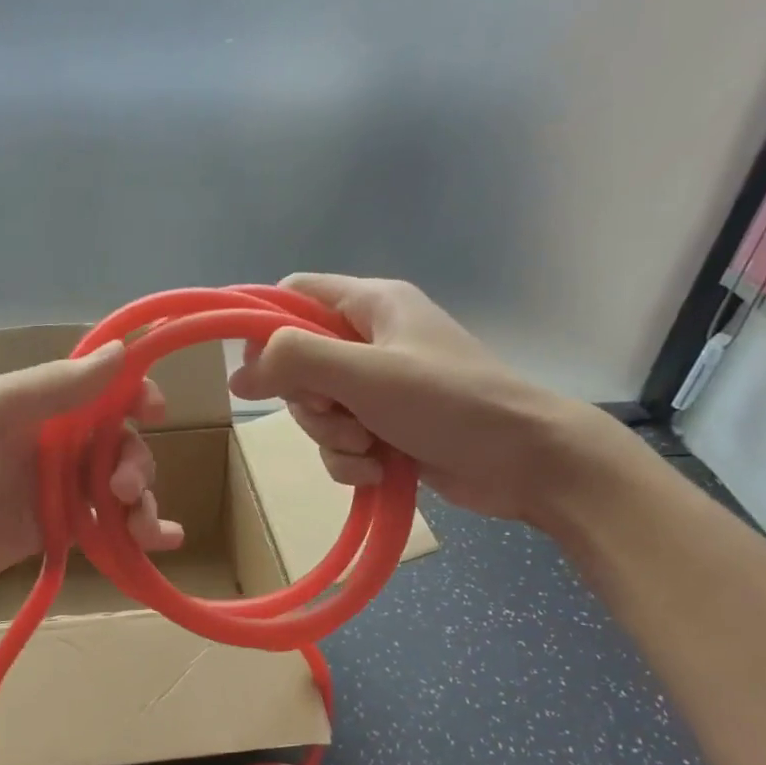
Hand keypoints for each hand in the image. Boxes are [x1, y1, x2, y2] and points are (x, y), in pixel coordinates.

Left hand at [0, 342, 182, 615]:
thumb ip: (53, 386)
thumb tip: (122, 351)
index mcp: (34, 403)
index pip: (99, 388)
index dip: (134, 393)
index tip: (156, 410)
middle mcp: (50, 441)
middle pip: (118, 441)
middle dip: (134, 461)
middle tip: (121, 489)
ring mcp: (53, 489)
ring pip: (118, 485)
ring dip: (143, 500)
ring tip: (142, 529)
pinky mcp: (54, 532)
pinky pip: (106, 525)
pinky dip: (138, 533)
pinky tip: (163, 542)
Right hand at [230, 274, 613, 523]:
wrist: (528, 461)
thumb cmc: (448, 402)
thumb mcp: (365, 374)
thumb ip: (295, 362)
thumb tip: (237, 376)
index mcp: (371, 305)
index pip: (295, 294)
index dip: (266, 327)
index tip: (259, 370)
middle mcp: (372, 340)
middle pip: (299, 362)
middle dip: (309, 401)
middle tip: (337, 413)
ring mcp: (380, 387)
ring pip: (318, 409)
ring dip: (331, 436)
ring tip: (369, 447)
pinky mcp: (388, 427)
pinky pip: (341, 441)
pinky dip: (352, 460)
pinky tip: (380, 470)